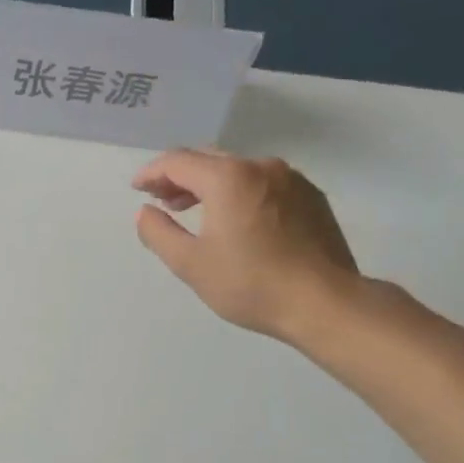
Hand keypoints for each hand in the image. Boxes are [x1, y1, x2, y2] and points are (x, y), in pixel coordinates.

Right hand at [133, 150, 360, 345]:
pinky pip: (264, 182)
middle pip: (208, 158)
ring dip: (210, 183)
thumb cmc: (251, 284)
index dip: (151, 173)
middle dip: (179, 175)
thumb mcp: (190, 264)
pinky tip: (237, 218)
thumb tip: (145, 212)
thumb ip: (158, 232)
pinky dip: (240, 191)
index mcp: (228, 178)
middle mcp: (260, 166)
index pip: (177, 161)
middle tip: (161, 199)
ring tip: (195, 209)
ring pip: (238, 169)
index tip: (137, 189)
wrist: (327, 304)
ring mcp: (291, 179)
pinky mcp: (311, 196)